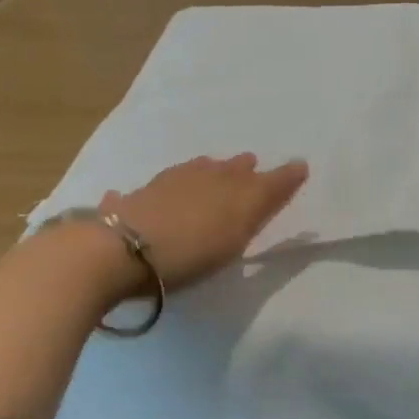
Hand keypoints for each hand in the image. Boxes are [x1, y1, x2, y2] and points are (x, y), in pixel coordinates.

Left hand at [102, 153, 308, 290]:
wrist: (120, 251)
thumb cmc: (190, 249)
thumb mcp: (238, 230)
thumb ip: (266, 200)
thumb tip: (298, 167)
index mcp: (229, 184)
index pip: (264, 178)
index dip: (283, 175)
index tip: (298, 168)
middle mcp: (199, 177)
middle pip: (226, 170)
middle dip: (240, 169)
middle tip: (248, 167)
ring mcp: (163, 186)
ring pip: (191, 172)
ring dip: (203, 172)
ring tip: (208, 174)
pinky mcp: (132, 201)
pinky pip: (149, 192)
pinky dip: (155, 192)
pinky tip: (146, 196)